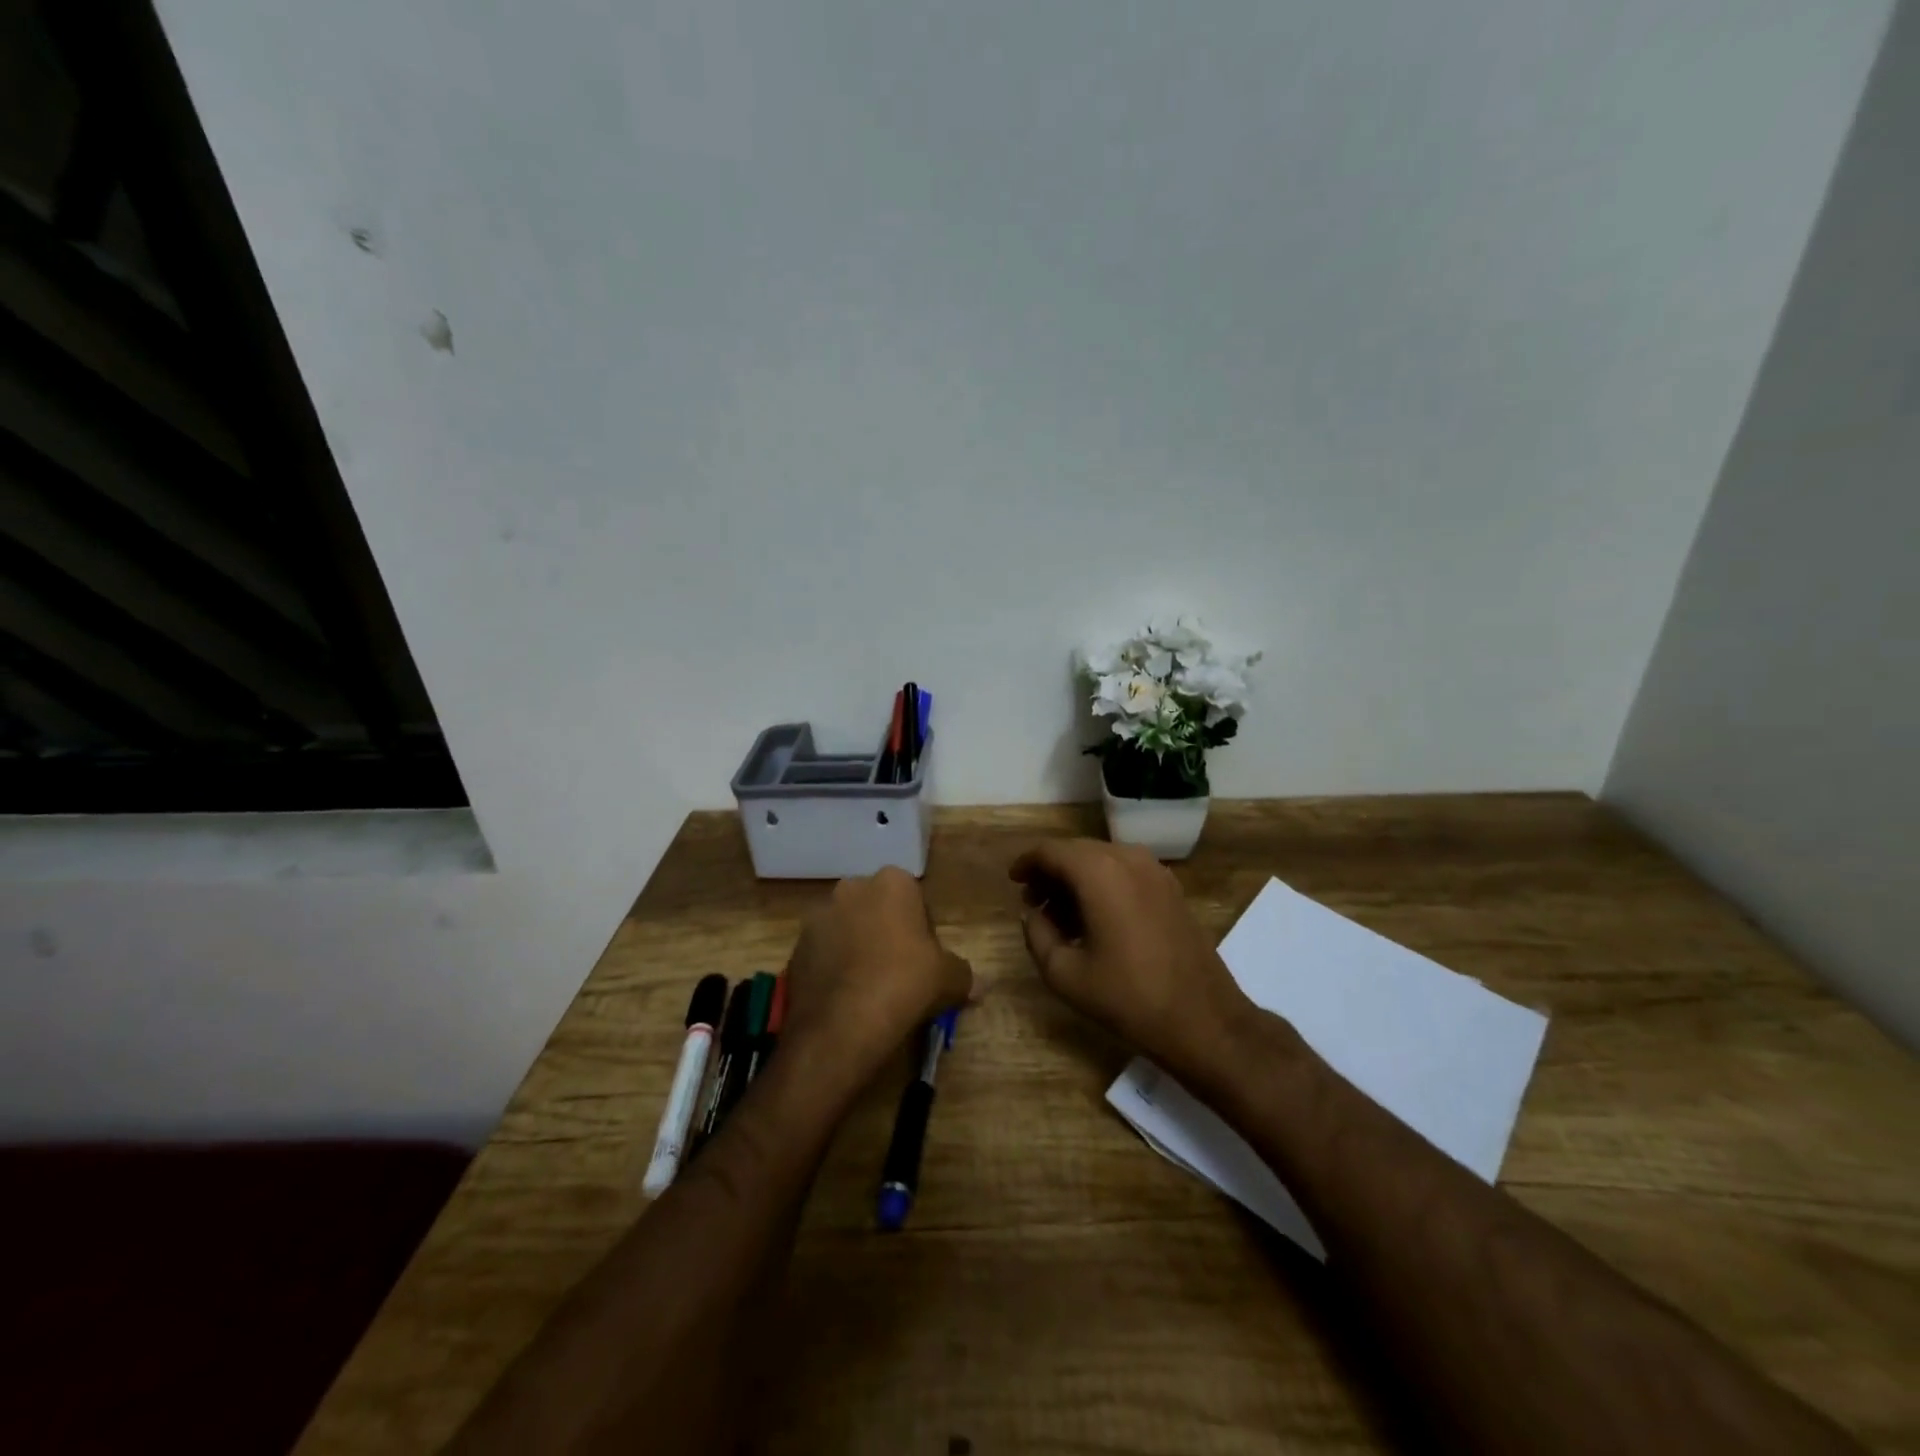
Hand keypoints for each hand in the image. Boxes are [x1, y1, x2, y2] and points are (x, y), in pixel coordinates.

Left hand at [780, 867, 973, 1088]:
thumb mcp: (949, 979)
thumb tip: (982, 984)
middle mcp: (852, 887)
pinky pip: (824, 953)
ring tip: (870, 989)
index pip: (915, 900)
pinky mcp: (796, 946)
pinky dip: (835, 968)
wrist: (842, 1024)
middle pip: (878, 909)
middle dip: (887, 933)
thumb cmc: (905, 984)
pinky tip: (846, 998)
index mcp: (893, 882)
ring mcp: (818, 916)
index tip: (926, 961)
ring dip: (858, 949)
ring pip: (848, 929)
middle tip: (900, 973)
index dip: (923, 931)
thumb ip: (965, 974)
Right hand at [1010, 839, 1251, 1079]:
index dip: (1027, 863)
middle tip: (1033, 903)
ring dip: (1077, 880)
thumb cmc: (1128, 997)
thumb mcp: (1065, 974)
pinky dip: (1103, 885)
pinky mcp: (1171, 889)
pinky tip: (1095, 919)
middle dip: (1051, 872)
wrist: (1203, 1019)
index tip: (1013, 881)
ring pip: (1102, 861)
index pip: (1051, 851)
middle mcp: (1127, 858)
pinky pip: (1126, 872)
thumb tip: (1033, 915)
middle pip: (1077, 851)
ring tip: (1061, 916)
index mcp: (1098, 872)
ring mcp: (1155, 871)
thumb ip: (1037, 935)